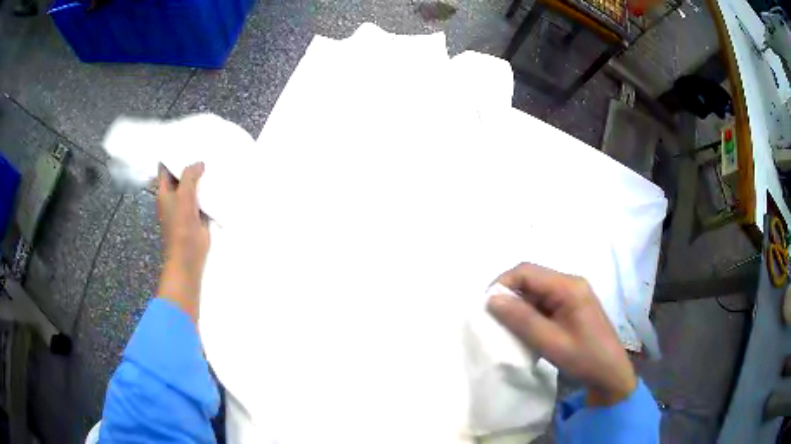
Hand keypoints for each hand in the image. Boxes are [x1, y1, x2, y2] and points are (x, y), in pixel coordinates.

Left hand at [156, 162, 209, 322]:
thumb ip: (189, 176)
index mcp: (164, 191)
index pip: (165, 167)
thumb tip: (200, 163)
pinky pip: (202, 198)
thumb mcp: (183, 196)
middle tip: (204, 147)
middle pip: (180, 175)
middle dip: (189, 164)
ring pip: (193, 186)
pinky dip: (208, 191)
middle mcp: (173, 197)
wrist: (188, 256)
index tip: (185, 142)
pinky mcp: (197, 215)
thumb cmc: (180, 226)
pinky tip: (218, 181)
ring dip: (200, 178)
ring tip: (213, 160)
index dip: (172, 155)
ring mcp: (185, 206)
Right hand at [487, 263, 636, 406]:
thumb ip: (522, 320)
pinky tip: (527, 329)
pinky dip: (531, 312)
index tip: (486, 306)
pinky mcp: (572, 305)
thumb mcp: (551, 342)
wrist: (610, 372)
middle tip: (495, 319)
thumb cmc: (584, 358)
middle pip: (532, 278)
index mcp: (569, 287)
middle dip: (510, 295)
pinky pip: (545, 301)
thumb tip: (491, 299)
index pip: (527, 271)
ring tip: (509, 327)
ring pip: (536, 290)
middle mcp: (571, 283)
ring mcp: (573, 293)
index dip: (503, 283)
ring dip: (520, 305)